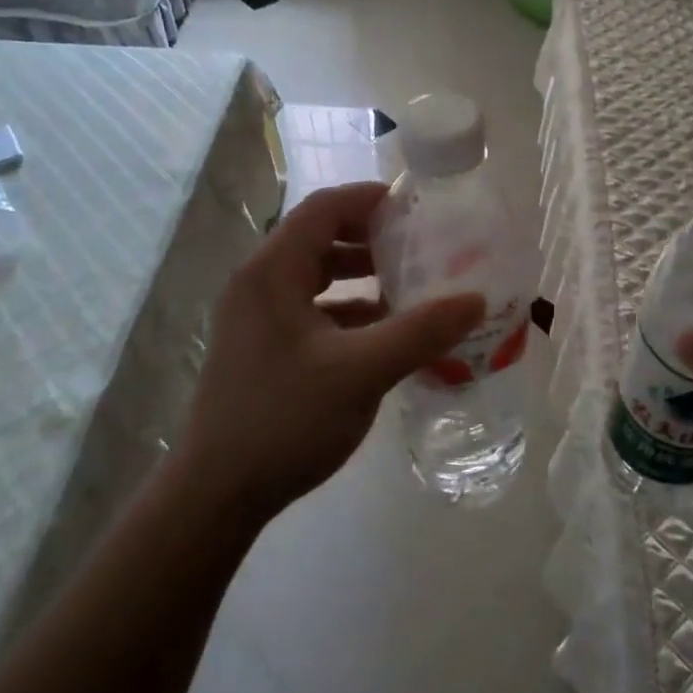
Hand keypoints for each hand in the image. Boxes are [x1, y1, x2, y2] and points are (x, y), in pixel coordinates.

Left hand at [175, 182, 484, 525]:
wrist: (217, 493)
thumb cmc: (285, 419)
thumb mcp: (362, 372)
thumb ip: (421, 332)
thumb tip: (476, 299)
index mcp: (272, 272)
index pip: (324, 208)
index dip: (371, 200)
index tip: (419, 210)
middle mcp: (259, 283)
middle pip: (320, 237)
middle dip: (373, 238)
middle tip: (423, 247)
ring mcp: (257, 317)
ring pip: (317, 275)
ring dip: (362, 275)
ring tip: (411, 285)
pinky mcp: (263, 347)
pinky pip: (312, 309)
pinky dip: (349, 309)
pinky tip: (385, 331)